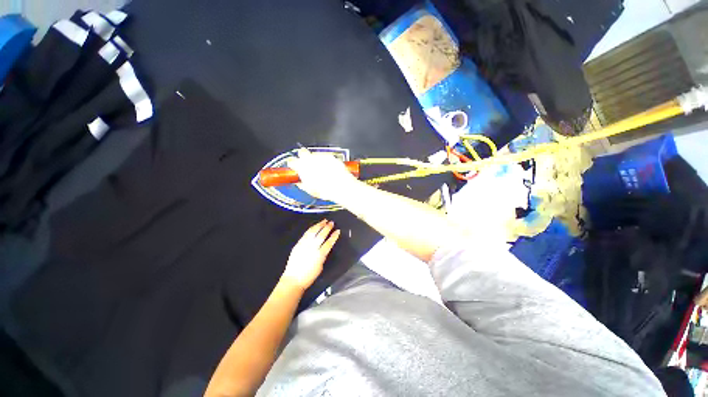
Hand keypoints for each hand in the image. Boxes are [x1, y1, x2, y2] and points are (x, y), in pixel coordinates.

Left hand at [281, 219, 340, 290]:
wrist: (293, 279)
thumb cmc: (309, 276)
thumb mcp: (320, 266)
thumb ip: (323, 256)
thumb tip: (325, 248)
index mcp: (319, 255)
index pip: (329, 243)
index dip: (334, 236)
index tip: (338, 231)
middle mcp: (312, 248)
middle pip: (321, 235)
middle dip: (327, 228)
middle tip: (331, 223)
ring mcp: (304, 245)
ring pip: (313, 232)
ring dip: (319, 226)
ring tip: (324, 221)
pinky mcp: (298, 245)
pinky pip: (305, 234)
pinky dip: (311, 229)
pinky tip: (314, 226)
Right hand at [287, 149, 359, 201]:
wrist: (341, 187)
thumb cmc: (325, 190)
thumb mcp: (310, 190)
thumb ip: (302, 184)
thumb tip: (300, 183)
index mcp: (301, 167)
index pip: (291, 161)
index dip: (293, 165)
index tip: (295, 168)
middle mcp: (310, 158)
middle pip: (302, 152)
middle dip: (303, 158)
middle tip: (307, 166)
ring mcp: (321, 156)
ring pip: (315, 155)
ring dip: (316, 160)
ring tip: (322, 171)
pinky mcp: (331, 156)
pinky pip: (326, 157)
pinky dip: (326, 161)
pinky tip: (330, 170)